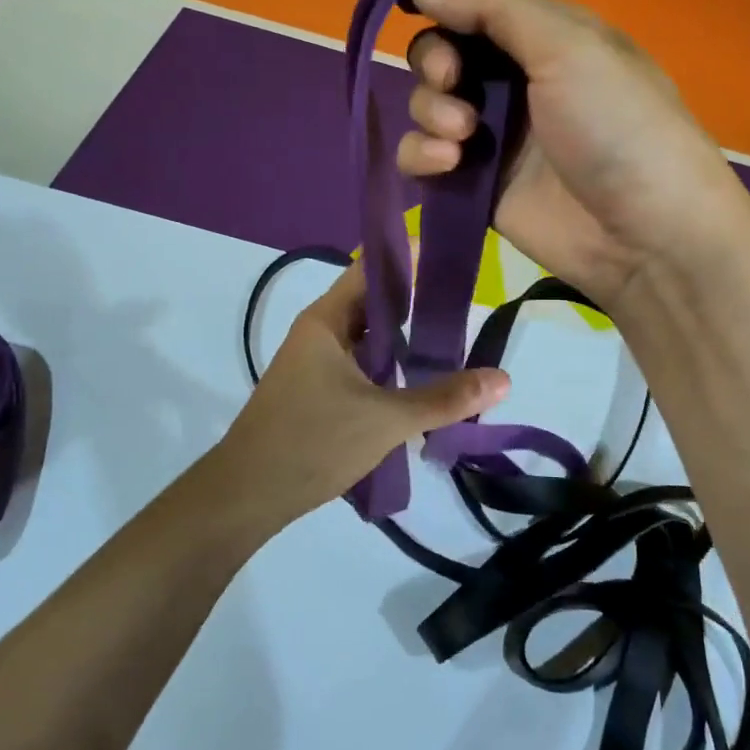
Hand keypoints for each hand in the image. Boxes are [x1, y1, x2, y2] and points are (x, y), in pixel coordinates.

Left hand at [211, 262, 509, 530]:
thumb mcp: (386, 420)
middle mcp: (319, 333)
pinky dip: (387, 367)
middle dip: (416, 302)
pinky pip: (359, 366)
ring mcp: (315, 364)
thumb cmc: (312, 442)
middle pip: (373, 304)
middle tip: (464, 303)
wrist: (246, 496)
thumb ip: (444, 398)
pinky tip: (417, 382)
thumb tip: (503, 378)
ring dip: (403, 340)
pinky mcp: (316, 392)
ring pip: (367, 339)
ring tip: (451, 341)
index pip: (371, 269)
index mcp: (327, 321)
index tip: (450, 254)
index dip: (409, 257)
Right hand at [400, 0, 749, 308]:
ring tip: (463, 135)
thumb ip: (497, 5)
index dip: (446, 5)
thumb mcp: (571, 45)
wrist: (643, 234)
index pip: (478, 7)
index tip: (421, 9)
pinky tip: (447, 165)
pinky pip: (422, 158)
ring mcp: (493, 137)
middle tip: (452, 80)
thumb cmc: (616, 125)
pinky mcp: (474, 185)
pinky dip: (421, 155)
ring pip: (427, 105)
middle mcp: (517, 83)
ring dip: (431, 110)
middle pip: (443, 53)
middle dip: (435, 61)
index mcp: (547, 39)